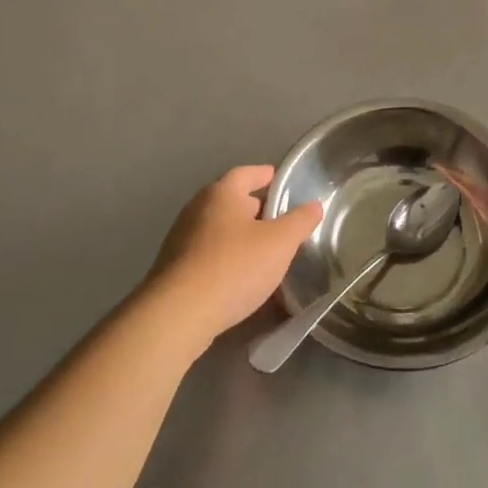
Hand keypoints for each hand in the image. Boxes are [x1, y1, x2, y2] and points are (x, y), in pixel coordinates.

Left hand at [144, 166, 323, 353]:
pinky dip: (225, 256)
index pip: (246, 173)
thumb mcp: (280, 242)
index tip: (279, 179)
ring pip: (218, 228)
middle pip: (230, 200)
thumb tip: (314, 204)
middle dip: (254, 207)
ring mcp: (181, 239)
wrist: (178, 314)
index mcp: (221, 193)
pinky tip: (239, 275)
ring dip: (239, 234)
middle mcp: (197, 209)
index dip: (264, 175)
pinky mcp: (173, 268)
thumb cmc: (234, 266)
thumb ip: (300, 221)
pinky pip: (207, 253)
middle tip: (278, 219)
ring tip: (263, 249)